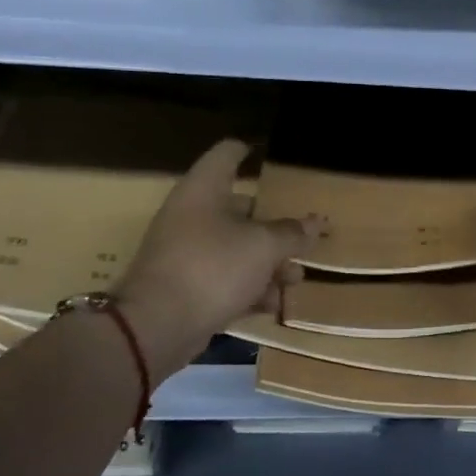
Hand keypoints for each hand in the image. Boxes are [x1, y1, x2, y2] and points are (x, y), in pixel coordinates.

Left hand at [114, 138, 314, 373]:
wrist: (159, 325)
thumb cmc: (213, 267)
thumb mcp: (263, 247)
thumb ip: (292, 233)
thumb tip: (316, 223)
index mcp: (203, 191)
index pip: (226, 155)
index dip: (247, 150)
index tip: (268, 153)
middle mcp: (192, 216)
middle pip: (239, 209)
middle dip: (275, 226)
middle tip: (304, 234)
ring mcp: (187, 253)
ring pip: (237, 249)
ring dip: (269, 264)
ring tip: (296, 278)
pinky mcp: (188, 288)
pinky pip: (227, 280)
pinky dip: (250, 289)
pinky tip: (274, 305)